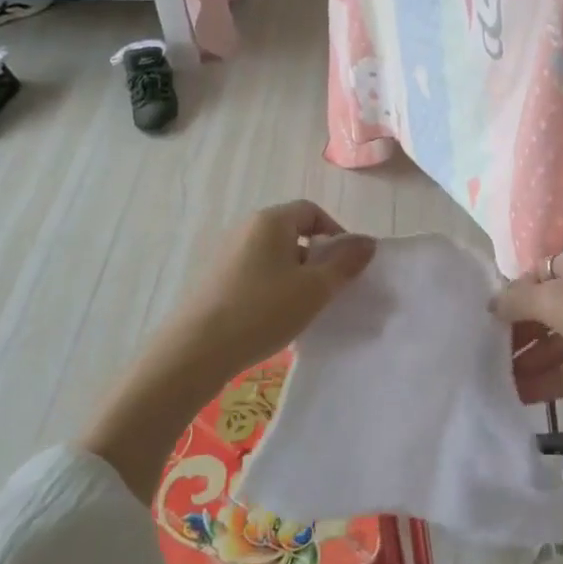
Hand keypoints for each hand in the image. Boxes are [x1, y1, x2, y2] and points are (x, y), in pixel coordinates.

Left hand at [158, 200, 376, 385]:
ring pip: (274, 256)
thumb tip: (368, 242)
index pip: (312, 211)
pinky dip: (272, 288)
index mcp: (271, 221)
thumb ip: (345, 263)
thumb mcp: (314, 288)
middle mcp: (246, 228)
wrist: (195, 351)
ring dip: (295, 276)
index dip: (335, 234)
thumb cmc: (262, 311)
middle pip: (293, 232)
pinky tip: (273, 318)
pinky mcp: (215, 279)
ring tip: (301, 308)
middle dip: (316, 258)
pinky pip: (255, 273)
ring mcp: (226, 254)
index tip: (345, 266)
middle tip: (327, 290)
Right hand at [496, 248, 562, 519]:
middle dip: (515, 332)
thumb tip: (491, 301)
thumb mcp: (559, 300)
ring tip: (491, 381)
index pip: (536, 275)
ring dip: (528, 361)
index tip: (480, 318)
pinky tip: (520, 397)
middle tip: (479, 354)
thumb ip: (520, 300)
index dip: (510, 294)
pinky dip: (549, 381)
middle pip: (544, 311)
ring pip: (557, 344)